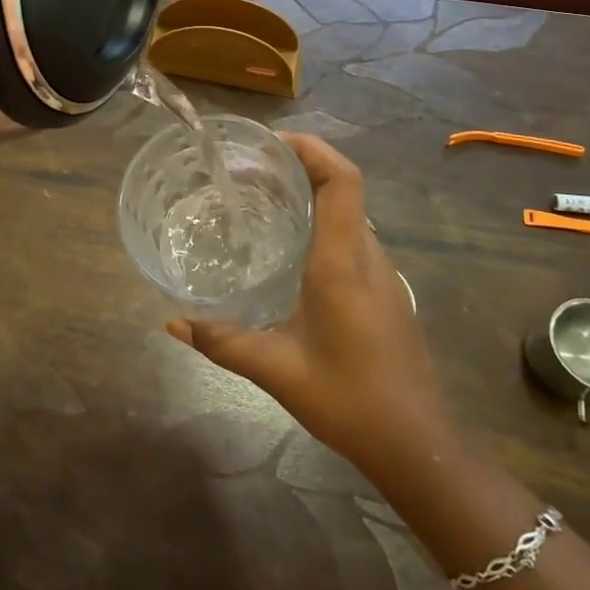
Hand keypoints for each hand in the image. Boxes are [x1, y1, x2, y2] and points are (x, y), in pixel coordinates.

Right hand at [167, 134, 451, 468]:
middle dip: (300, 165)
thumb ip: (222, 342)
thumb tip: (172, 324)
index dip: (312, 148)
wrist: (417, 446)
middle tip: (250, 169)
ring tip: (262, 198)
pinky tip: (290, 248)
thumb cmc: (349, 400)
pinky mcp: (385, 291)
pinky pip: (352, 236)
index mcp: (343, 262)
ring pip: (348, 212)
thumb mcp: (276, 370)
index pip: (342, 181)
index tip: (270, 143)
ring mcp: (382, 273)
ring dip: (312, 193)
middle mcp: (367, 256)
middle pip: (343, 188)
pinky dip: (322, 222)